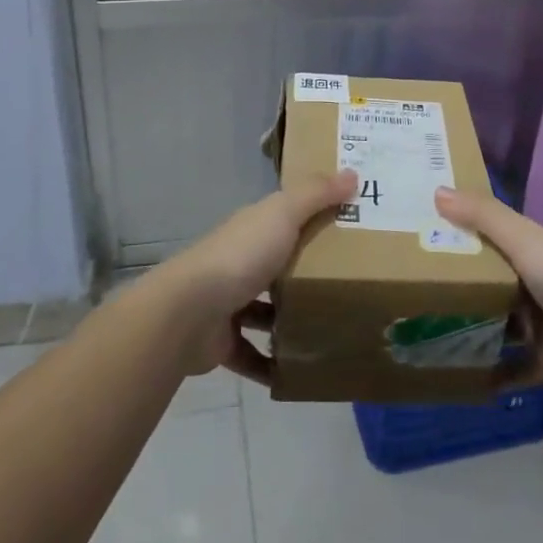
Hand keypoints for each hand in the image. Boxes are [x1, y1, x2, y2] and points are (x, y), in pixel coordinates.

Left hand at [158, 170, 356, 384]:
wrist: (189, 312)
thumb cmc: (241, 256)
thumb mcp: (283, 214)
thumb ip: (316, 194)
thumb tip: (353, 172)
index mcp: (252, 230)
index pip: (284, 219)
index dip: (312, 219)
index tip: (348, 228)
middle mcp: (238, 262)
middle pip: (276, 265)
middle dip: (304, 274)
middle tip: (349, 286)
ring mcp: (228, 304)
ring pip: (263, 311)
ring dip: (289, 321)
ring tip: (330, 329)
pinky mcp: (223, 343)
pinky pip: (253, 356)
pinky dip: (273, 365)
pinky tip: (300, 371)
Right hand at [435, 186, 542, 406]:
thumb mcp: (523, 239)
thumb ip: (483, 215)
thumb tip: (436, 191)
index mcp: (528, 252)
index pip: (487, 237)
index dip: (456, 234)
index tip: (418, 235)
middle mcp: (531, 285)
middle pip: (487, 282)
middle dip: (455, 285)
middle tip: (408, 288)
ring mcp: (537, 327)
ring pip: (495, 325)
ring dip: (468, 328)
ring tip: (422, 331)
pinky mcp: (542, 363)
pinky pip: (508, 368)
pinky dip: (487, 373)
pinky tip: (455, 374)